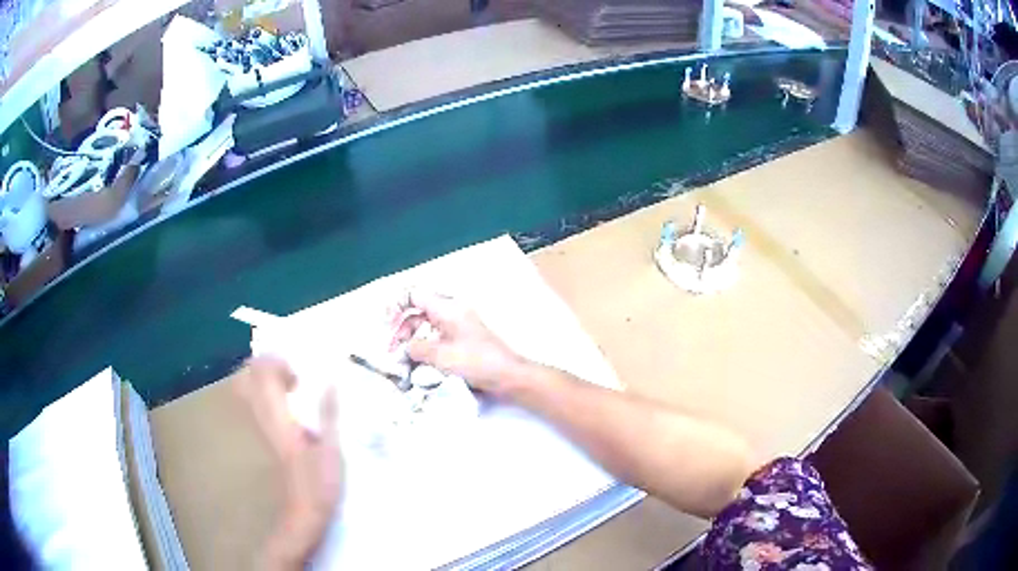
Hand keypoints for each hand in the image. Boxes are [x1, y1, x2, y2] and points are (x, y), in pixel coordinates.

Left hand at [235, 357, 341, 569]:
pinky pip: (255, 406)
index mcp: (277, 415)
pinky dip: (266, 397)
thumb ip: (329, 413)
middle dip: (265, 368)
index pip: (262, 372)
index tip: (298, 373)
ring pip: (247, 391)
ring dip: (264, 381)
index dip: (277, 362)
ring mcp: (258, 428)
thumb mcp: (332, 447)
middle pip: (247, 377)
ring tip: (290, 388)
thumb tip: (332, 382)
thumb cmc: (320, 483)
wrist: (303, 513)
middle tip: (291, 375)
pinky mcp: (262, 437)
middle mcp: (260, 417)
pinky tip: (288, 408)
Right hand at [390, 291, 528, 395]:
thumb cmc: (477, 362)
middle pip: (417, 312)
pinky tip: (418, 363)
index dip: (396, 306)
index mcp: (447, 307)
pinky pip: (436, 339)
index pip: (414, 295)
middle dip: (402, 328)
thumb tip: (404, 348)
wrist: (508, 377)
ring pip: (425, 327)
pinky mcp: (461, 342)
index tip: (387, 325)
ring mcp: (457, 327)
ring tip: (403, 359)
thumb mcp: (441, 355)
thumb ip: (416, 348)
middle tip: (392, 350)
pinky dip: (424, 348)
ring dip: (412, 341)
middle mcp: (451, 312)